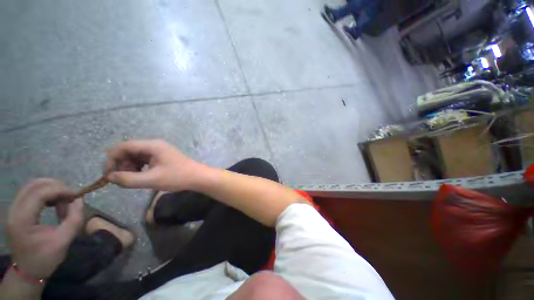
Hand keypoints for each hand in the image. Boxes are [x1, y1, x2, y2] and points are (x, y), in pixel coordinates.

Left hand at [7, 179, 83, 278]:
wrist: (28, 271)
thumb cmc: (45, 259)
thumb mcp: (63, 242)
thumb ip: (73, 220)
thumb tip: (79, 200)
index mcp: (22, 220)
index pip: (39, 193)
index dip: (60, 190)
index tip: (77, 195)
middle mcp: (15, 210)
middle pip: (35, 185)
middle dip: (56, 187)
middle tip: (70, 198)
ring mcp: (14, 209)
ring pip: (33, 186)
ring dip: (52, 190)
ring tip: (63, 202)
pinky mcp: (17, 209)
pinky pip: (32, 193)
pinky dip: (46, 194)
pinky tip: (54, 204)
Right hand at [104, 139, 205, 190]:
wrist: (197, 177)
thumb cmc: (177, 177)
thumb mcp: (151, 180)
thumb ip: (128, 179)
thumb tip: (109, 177)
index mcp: (152, 145)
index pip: (124, 146)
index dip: (111, 159)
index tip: (107, 174)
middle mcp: (154, 145)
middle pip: (129, 150)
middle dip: (121, 164)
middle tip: (122, 179)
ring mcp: (159, 150)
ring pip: (135, 156)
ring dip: (129, 167)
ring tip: (133, 179)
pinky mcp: (161, 157)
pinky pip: (144, 160)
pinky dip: (138, 168)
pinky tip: (141, 176)